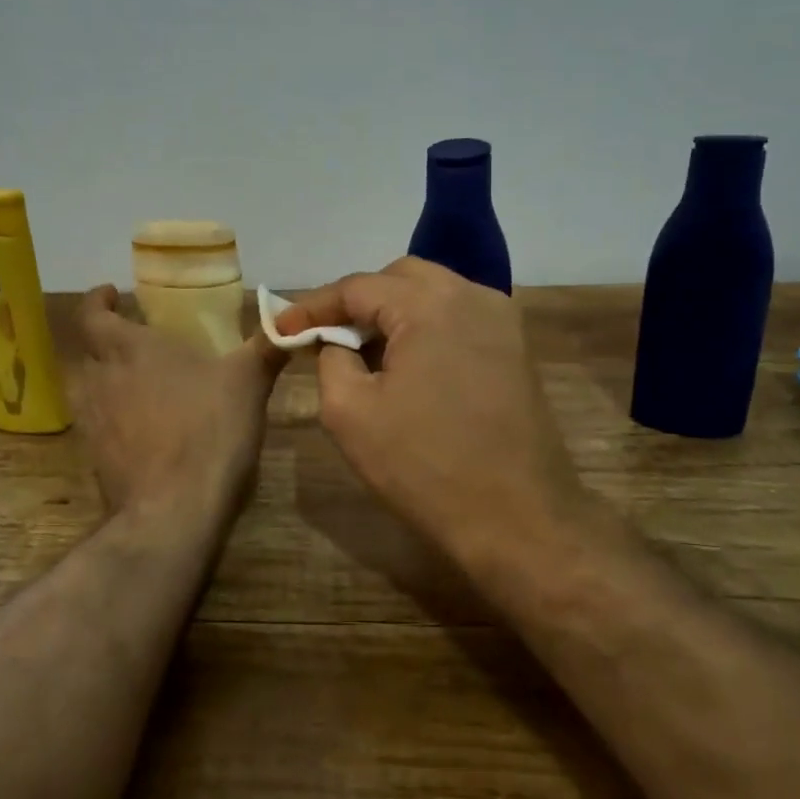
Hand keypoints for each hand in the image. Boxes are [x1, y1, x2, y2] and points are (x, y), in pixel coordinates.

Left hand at [72, 286, 283, 524]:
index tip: (113, 294)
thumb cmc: (210, 431)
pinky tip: (142, 428)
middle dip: (110, 340)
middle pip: (90, 350)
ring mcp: (92, 422)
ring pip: (90, 387)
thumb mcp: (249, 382)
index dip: (98, 300)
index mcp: (130, 350)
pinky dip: (114, 416)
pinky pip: (98, 424)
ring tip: (140, 381)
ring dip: (108, 378)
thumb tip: (290, 322)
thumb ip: (266, 347)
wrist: (173, 511)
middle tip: (140, 340)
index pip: (92, 314)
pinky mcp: (95, 458)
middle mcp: (101, 379)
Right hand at [275, 259, 593, 576]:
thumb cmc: (424, 467)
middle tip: (326, 337)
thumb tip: (335, 340)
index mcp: (429, 304)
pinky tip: (409, 366)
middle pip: (399, 279)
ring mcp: (502, 320)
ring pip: (433, 295)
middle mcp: (472, 295)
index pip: (357, 286)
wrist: (518, 520)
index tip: (282, 328)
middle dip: (357, 302)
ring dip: (393, 314)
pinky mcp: (517, 348)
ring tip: (365, 353)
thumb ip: (330, 358)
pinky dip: (426, 329)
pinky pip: (459, 318)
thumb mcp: (350, 412)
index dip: (313, 306)